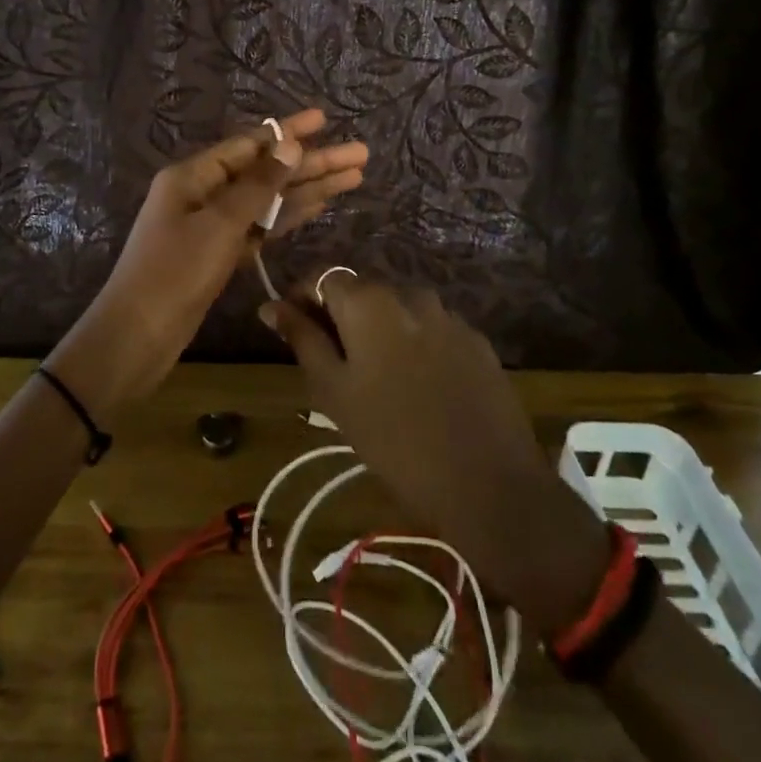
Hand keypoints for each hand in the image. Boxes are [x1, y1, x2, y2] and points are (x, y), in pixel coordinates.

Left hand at [48, 109, 367, 416]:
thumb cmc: (174, 273)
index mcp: (193, 175)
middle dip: (311, 163)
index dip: (288, 131)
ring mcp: (212, 225)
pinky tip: (319, 207)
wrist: (138, 336)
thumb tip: (289, 145)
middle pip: (265, 171)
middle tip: (359, 154)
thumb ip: (258, 186)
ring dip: (307, 189)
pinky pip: (260, 227)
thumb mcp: (218, 224)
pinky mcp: (220, 253)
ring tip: (353, 177)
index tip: (324, 119)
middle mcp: (203, 192)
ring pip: (268, 200)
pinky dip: (288, 217)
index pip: (250, 144)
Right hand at [264, 276, 607, 628]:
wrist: (489, 484)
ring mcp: (449, 316)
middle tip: (333, 365)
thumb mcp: (334, 391)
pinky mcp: (477, 341)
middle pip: (362, 292)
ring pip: (399, 312)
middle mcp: (409, 293)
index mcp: (368, 302)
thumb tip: (270, 305)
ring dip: (380, 331)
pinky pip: (433, 331)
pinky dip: (416, 346)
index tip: (292, 330)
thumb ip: (301, 339)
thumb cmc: (394, 440)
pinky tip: (420, 388)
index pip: (322, 277)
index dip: (302, 298)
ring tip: (378, 380)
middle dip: (341, 317)